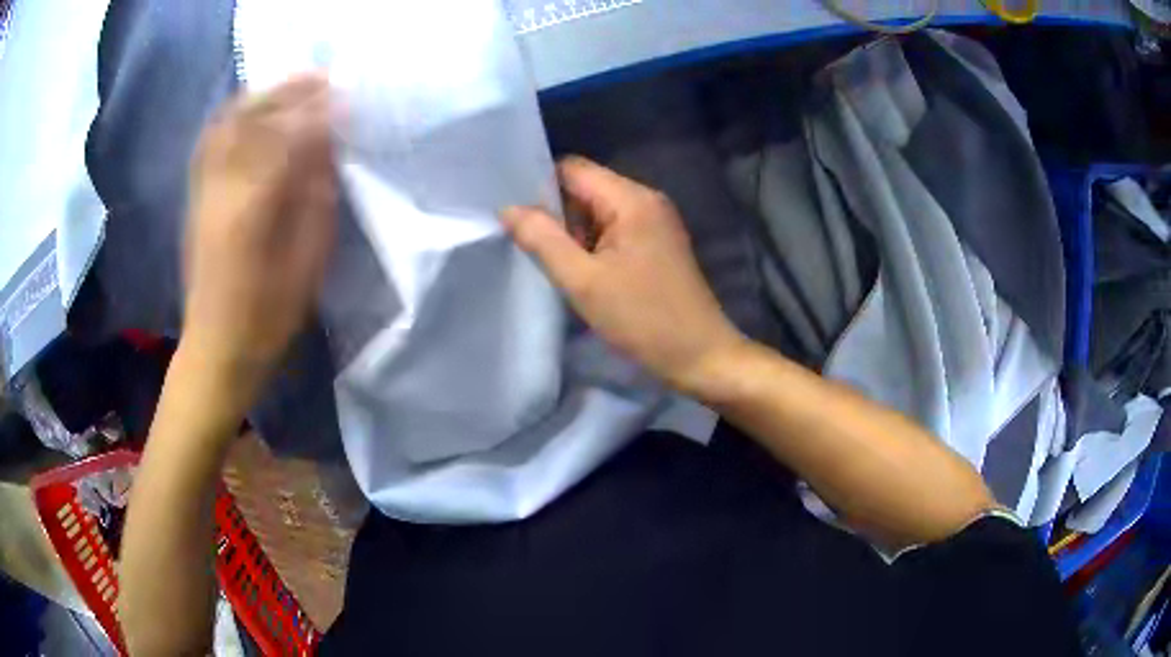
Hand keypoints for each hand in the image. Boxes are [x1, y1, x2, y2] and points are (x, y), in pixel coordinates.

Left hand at [182, 73, 336, 401]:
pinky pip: (210, 142)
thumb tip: (326, 151)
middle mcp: (222, 189)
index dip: (318, 112)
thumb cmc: (267, 318)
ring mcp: (203, 191)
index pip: (288, 138)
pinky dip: (234, 116)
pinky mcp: (195, 198)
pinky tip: (251, 110)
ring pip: (227, 125)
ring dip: (260, 97)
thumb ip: (316, 200)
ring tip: (289, 85)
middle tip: (321, 77)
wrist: (215, 348)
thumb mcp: (307, 265)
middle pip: (252, 120)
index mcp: (254, 209)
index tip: (345, 97)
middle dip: (289, 91)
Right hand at [503, 157, 743, 395]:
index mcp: (631, 198)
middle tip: (532, 248)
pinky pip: (614, 230)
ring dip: (574, 233)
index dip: (539, 186)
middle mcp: (646, 199)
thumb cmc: (643, 319)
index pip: (572, 168)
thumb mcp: (583, 281)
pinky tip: (583, 273)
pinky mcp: (658, 243)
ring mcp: (655, 221)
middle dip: (556, 214)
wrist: (701, 356)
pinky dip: (593, 245)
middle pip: (585, 188)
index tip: (514, 215)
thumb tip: (508, 208)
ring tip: (556, 265)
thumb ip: (542, 240)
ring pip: (598, 211)